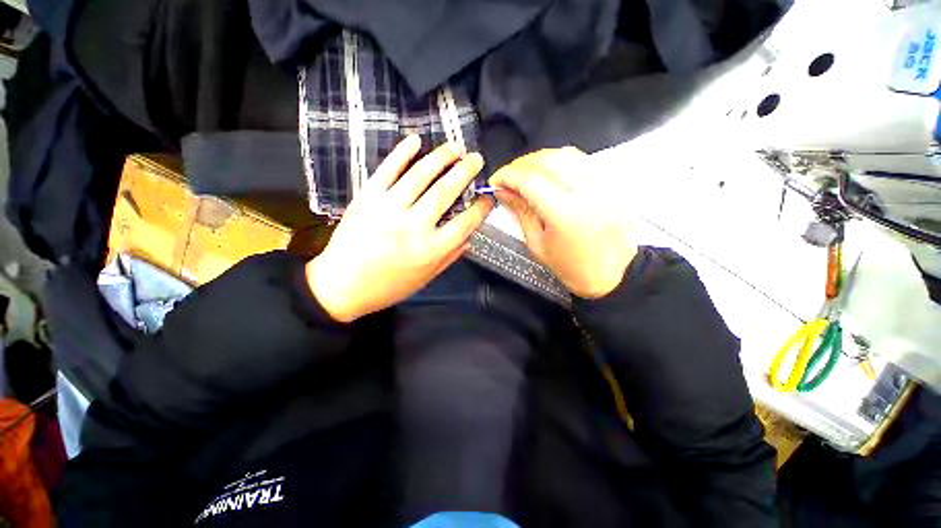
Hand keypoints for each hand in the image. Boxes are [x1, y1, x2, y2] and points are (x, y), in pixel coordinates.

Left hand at [307, 135, 493, 321]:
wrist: (341, 285)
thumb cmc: (387, 287)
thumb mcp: (425, 279)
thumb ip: (449, 257)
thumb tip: (470, 237)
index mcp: (431, 250)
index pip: (465, 223)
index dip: (481, 208)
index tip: (489, 197)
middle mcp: (414, 226)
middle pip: (444, 192)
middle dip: (465, 172)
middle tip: (477, 158)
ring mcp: (389, 208)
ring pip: (419, 176)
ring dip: (440, 158)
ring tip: (456, 146)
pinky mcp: (367, 198)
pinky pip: (387, 170)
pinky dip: (402, 153)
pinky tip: (416, 140)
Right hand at [489, 147, 636, 298]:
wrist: (612, 273)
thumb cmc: (571, 266)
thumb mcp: (537, 243)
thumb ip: (521, 211)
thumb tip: (503, 191)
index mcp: (565, 213)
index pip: (530, 180)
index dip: (508, 176)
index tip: (496, 182)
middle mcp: (587, 192)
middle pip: (547, 160)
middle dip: (520, 165)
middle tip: (508, 178)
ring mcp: (603, 183)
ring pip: (564, 154)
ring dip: (539, 160)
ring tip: (526, 174)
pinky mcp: (612, 182)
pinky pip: (581, 159)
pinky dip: (560, 160)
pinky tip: (550, 172)